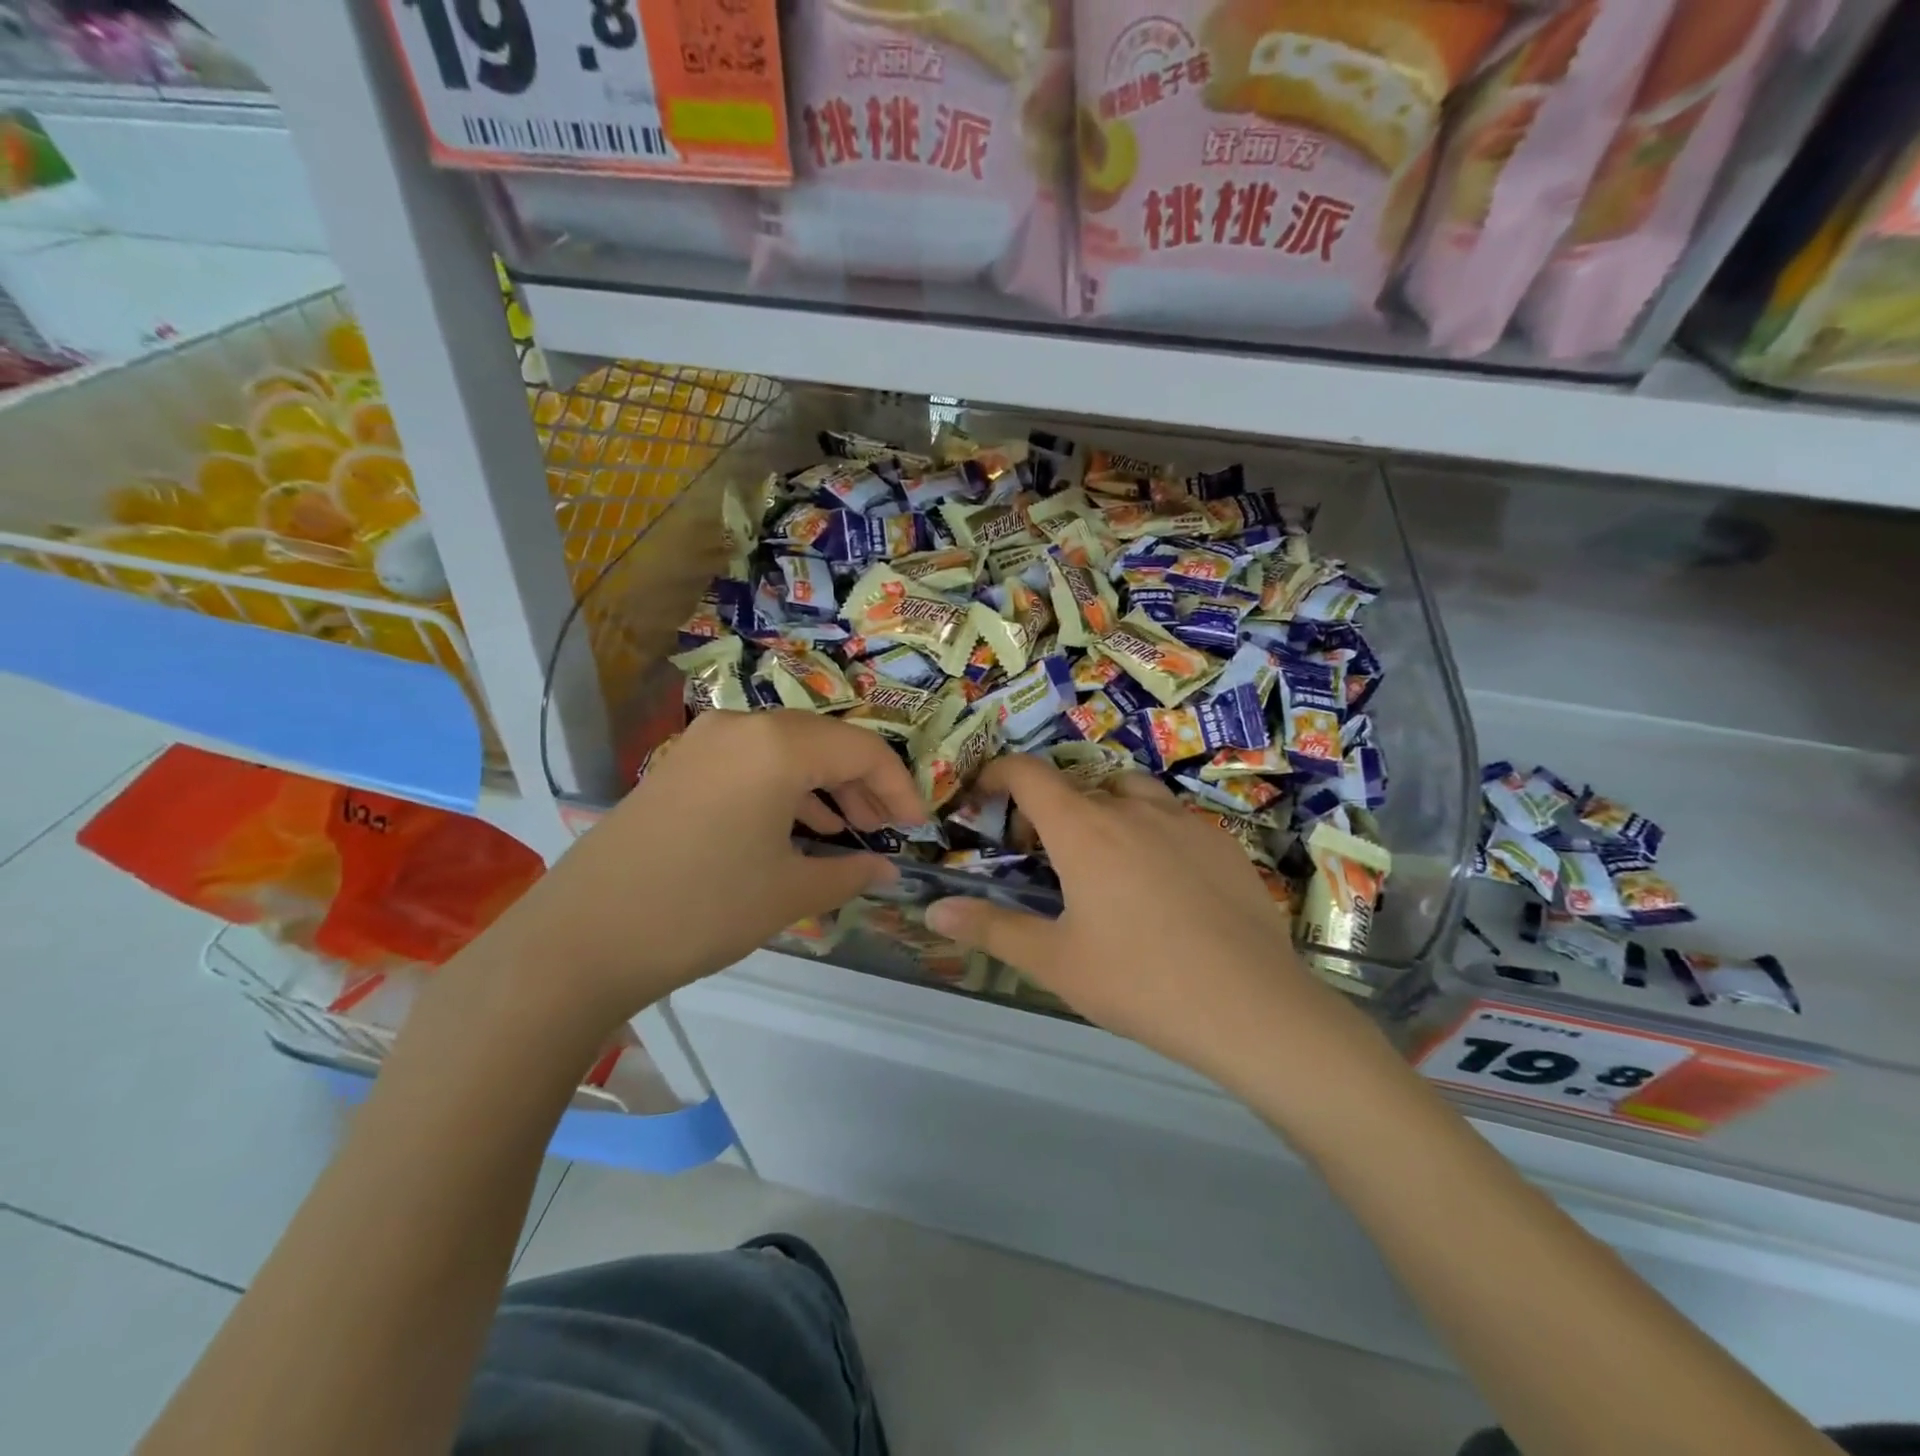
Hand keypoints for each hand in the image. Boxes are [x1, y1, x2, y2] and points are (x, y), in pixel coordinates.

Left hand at [512, 710, 925, 1028]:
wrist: (581, 939)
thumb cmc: (702, 909)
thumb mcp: (789, 893)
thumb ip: (849, 872)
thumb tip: (887, 869)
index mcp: (778, 745)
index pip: (863, 750)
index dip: (900, 788)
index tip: (918, 827)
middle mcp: (743, 726)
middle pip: (826, 743)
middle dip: (863, 785)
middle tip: (884, 831)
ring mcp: (705, 742)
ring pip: (788, 750)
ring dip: (825, 786)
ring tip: (847, 832)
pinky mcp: (681, 764)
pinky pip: (752, 762)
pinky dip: (785, 788)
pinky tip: (797, 827)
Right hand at [925, 756, 1360, 1090]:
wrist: (1250, 1006)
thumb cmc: (1139, 981)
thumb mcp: (1055, 961)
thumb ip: (992, 928)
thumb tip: (933, 911)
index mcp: (1084, 829)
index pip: (1030, 774)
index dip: (999, 772)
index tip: (984, 792)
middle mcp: (1132, 809)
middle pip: (1079, 783)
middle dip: (1050, 807)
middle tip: (1043, 855)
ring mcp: (1184, 820)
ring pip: (1131, 792)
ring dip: (1104, 809)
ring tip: (1105, 858)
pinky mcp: (1222, 841)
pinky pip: (1174, 817)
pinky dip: (1151, 830)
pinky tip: (1162, 882)